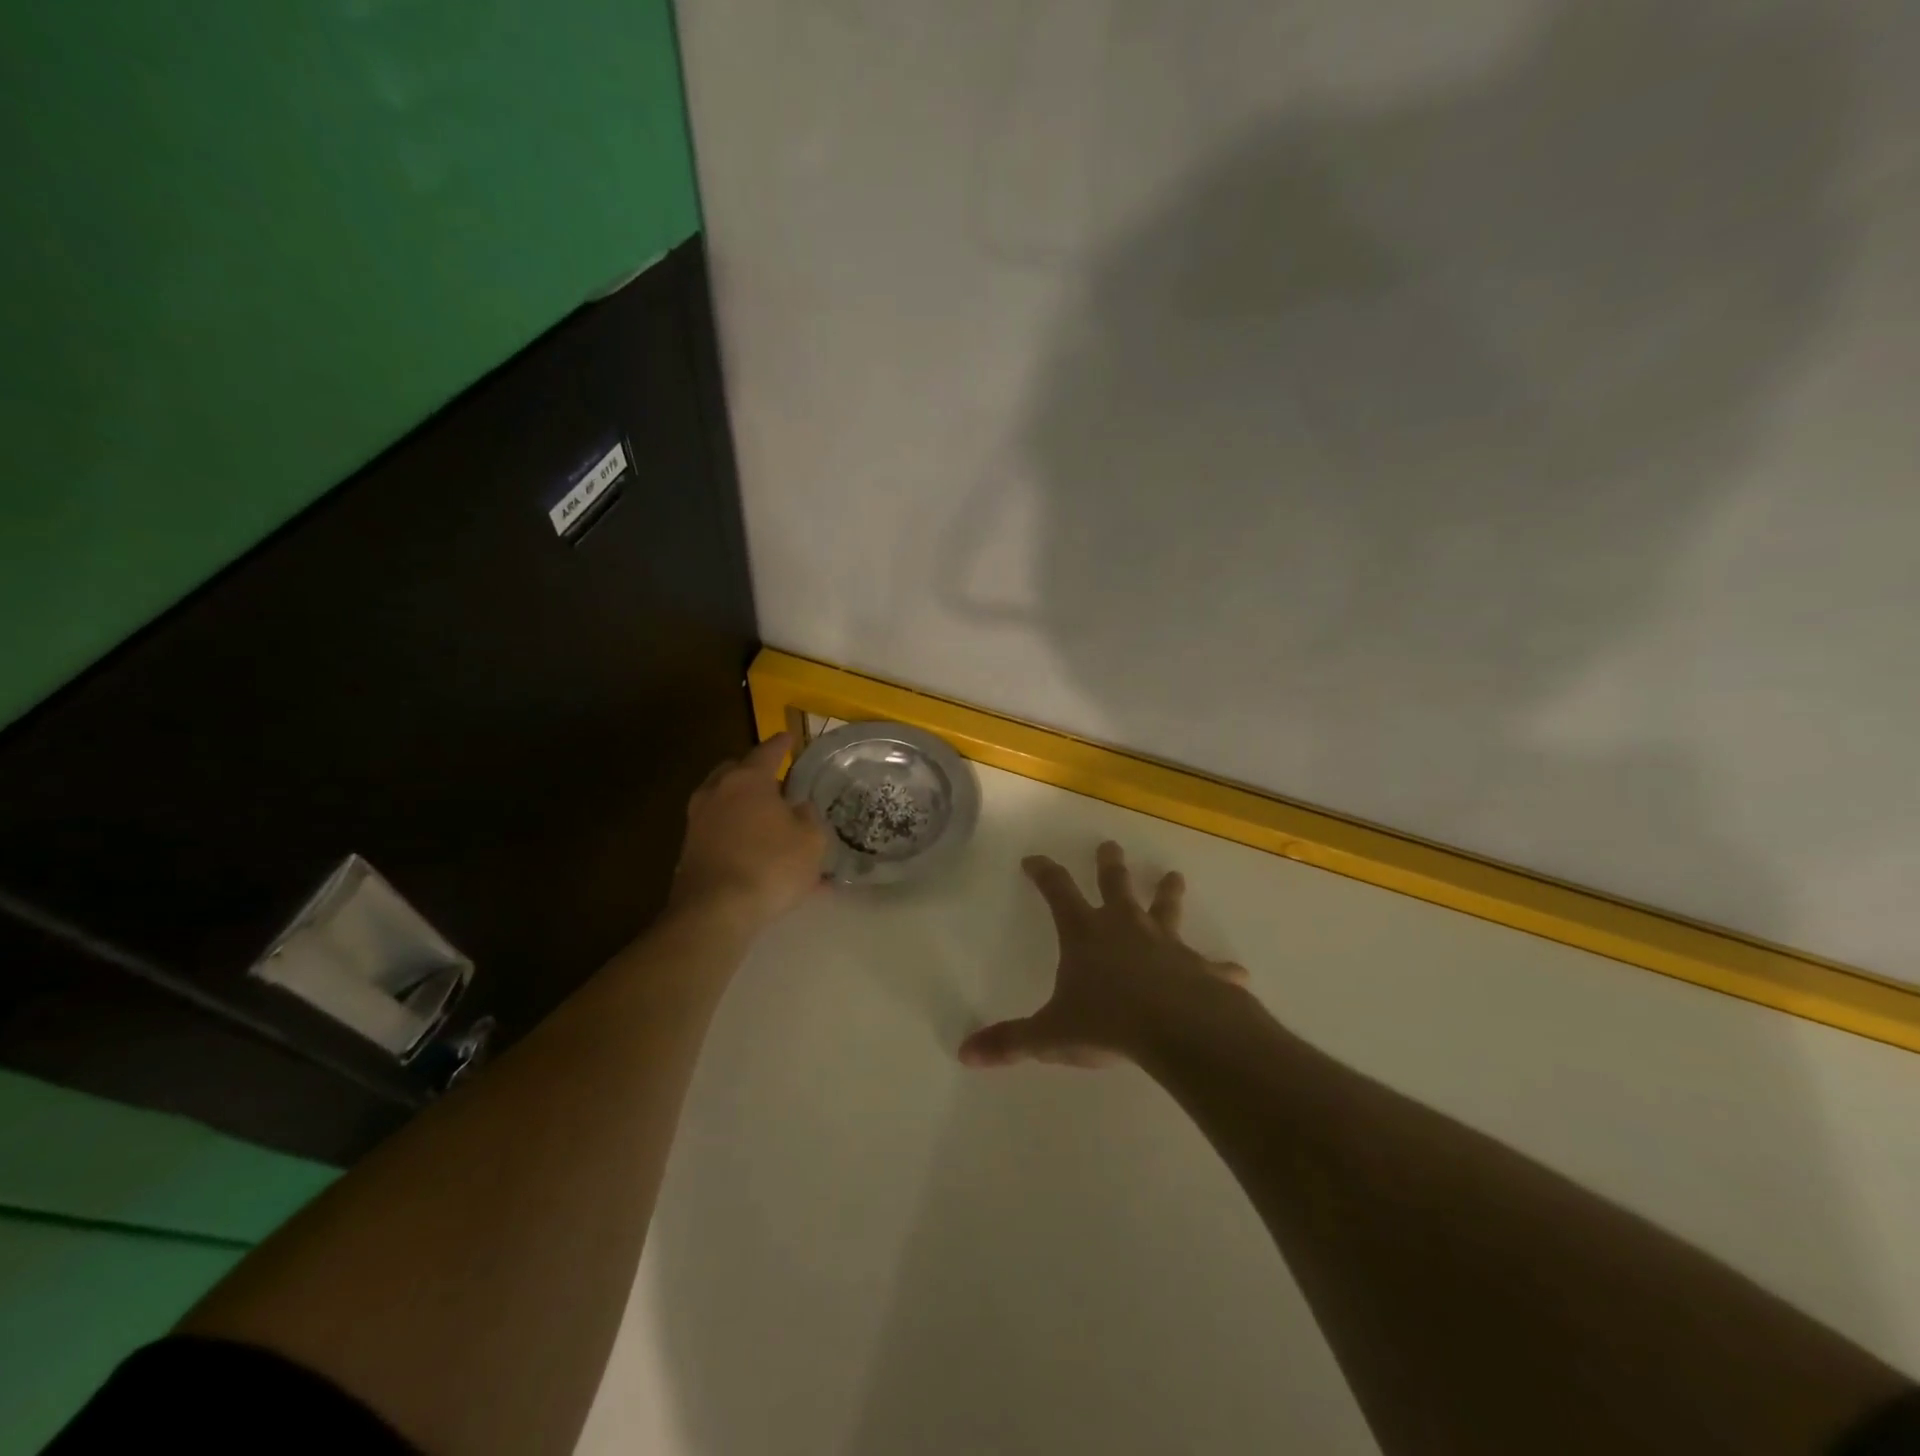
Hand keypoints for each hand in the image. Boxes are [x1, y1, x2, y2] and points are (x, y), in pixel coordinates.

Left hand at [669, 734, 824, 935]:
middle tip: (775, 782)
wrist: (714, 912)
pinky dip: (735, 834)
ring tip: (766, 821)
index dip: (782, 744)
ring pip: (723, 802)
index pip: (767, 751)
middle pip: (735, 771)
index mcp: (748, 780)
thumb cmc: (771, 866)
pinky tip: (756, 855)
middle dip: (754, 773)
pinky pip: (719, 832)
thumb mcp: (811, 840)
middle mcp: (717, 792)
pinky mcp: (689, 850)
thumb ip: (808, 817)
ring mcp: (698, 821)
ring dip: (743, 806)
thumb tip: (799, 808)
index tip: (790, 737)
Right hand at [959, 840, 1249, 1068]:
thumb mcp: (1051, 1035)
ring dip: (1168, 893)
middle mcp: (1124, 928)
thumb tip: (966, 1053)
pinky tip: (1237, 971)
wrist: (1177, 1030)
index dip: (1044, 873)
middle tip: (1109, 845)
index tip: (1034, 858)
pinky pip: (1210, 965)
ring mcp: (1165, 944)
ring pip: (1165, 909)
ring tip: (1174, 876)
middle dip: (1109, 865)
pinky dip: (1221, 968)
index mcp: (1085, 934)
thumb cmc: (1107, 1023)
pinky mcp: (1199, 968)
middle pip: (1115, 885)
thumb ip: (1011, 1042)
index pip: (1057, 891)